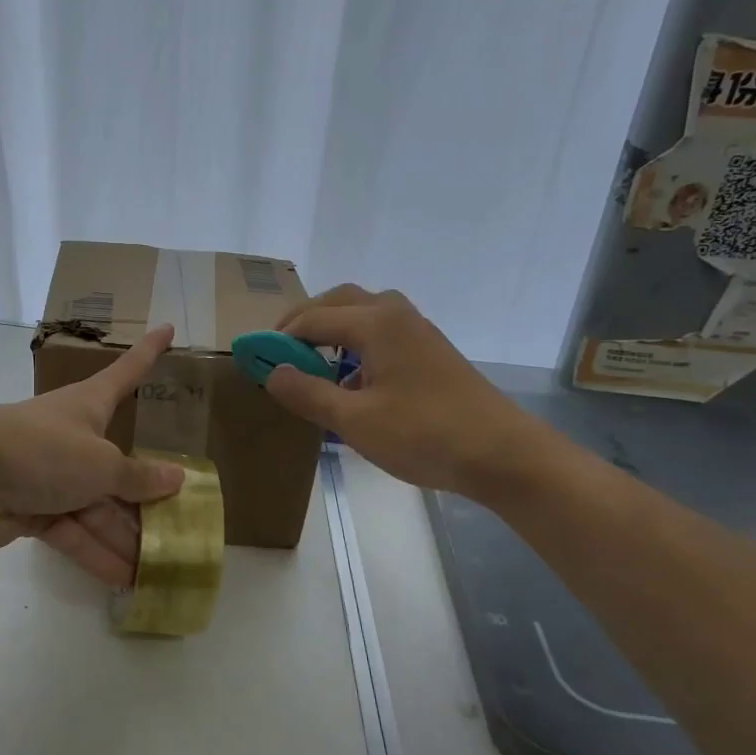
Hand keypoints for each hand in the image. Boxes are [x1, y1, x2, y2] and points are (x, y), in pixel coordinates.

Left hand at [0, 325, 185, 585]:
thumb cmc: (41, 451)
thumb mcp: (100, 463)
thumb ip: (138, 477)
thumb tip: (177, 479)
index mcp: (89, 406)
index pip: (127, 372)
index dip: (149, 352)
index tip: (168, 328)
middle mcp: (72, 438)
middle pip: (118, 464)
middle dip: (146, 495)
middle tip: (183, 520)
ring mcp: (50, 475)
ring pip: (97, 506)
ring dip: (124, 535)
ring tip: (161, 566)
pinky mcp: (30, 511)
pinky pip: (72, 532)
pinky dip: (94, 553)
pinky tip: (124, 579)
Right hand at [265, 285, 545, 495]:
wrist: (502, 453)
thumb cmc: (423, 434)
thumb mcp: (354, 420)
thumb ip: (307, 392)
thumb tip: (271, 371)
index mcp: (376, 322)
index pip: (312, 318)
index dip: (279, 337)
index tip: (253, 358)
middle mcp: (396, 315)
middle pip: (339, 302)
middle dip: (305, 321)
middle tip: (280, 351)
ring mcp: (418, 332)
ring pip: (364, 315)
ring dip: (333, 331)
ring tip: (311, 364)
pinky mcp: (431, 352)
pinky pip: (383, 334)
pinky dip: (356, 346)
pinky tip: (351, 384)